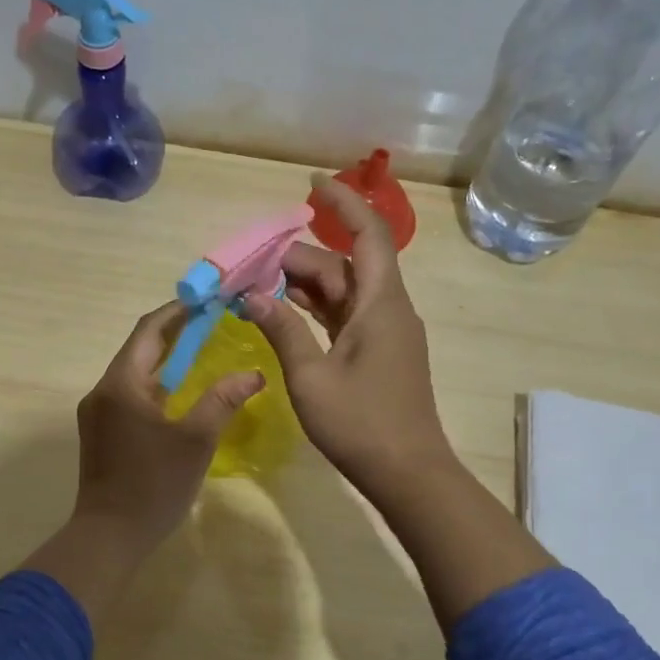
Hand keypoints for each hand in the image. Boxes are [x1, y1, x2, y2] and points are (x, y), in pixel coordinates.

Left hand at [70, 301, 263, 560]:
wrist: (109, 536)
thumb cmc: (153, 485)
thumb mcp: (195, 441)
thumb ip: (222, 401)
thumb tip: (253, 374)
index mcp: (121, 383)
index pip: (149, 330)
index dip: (178, 311)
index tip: (207, 301)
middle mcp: (103, 390)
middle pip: (140, 348)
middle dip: (174, 333)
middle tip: (212, 323)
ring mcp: (98, 412)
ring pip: (134, 372)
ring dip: (165, 359)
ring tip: (202, 351)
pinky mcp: (101, 431)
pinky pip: (129, 393)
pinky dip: (155, 384)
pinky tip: (179, 392)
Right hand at [245, 174, 453, 500]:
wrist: (408, 474)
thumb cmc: (361, 424)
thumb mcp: (310, 377)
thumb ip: (282, 330)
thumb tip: (250, 296)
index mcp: (381, 304)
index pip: (368, 234)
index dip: (342, 204)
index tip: (311, 185)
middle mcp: (388, 308)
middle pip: (345, 265)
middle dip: (299, 259)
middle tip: (251, 268)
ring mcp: (385, 331)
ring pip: (344, 291)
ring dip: (305, 285)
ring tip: (257, 288)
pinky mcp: (379, 352)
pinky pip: (345, 315)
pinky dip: (316, 308)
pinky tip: (283, 312)